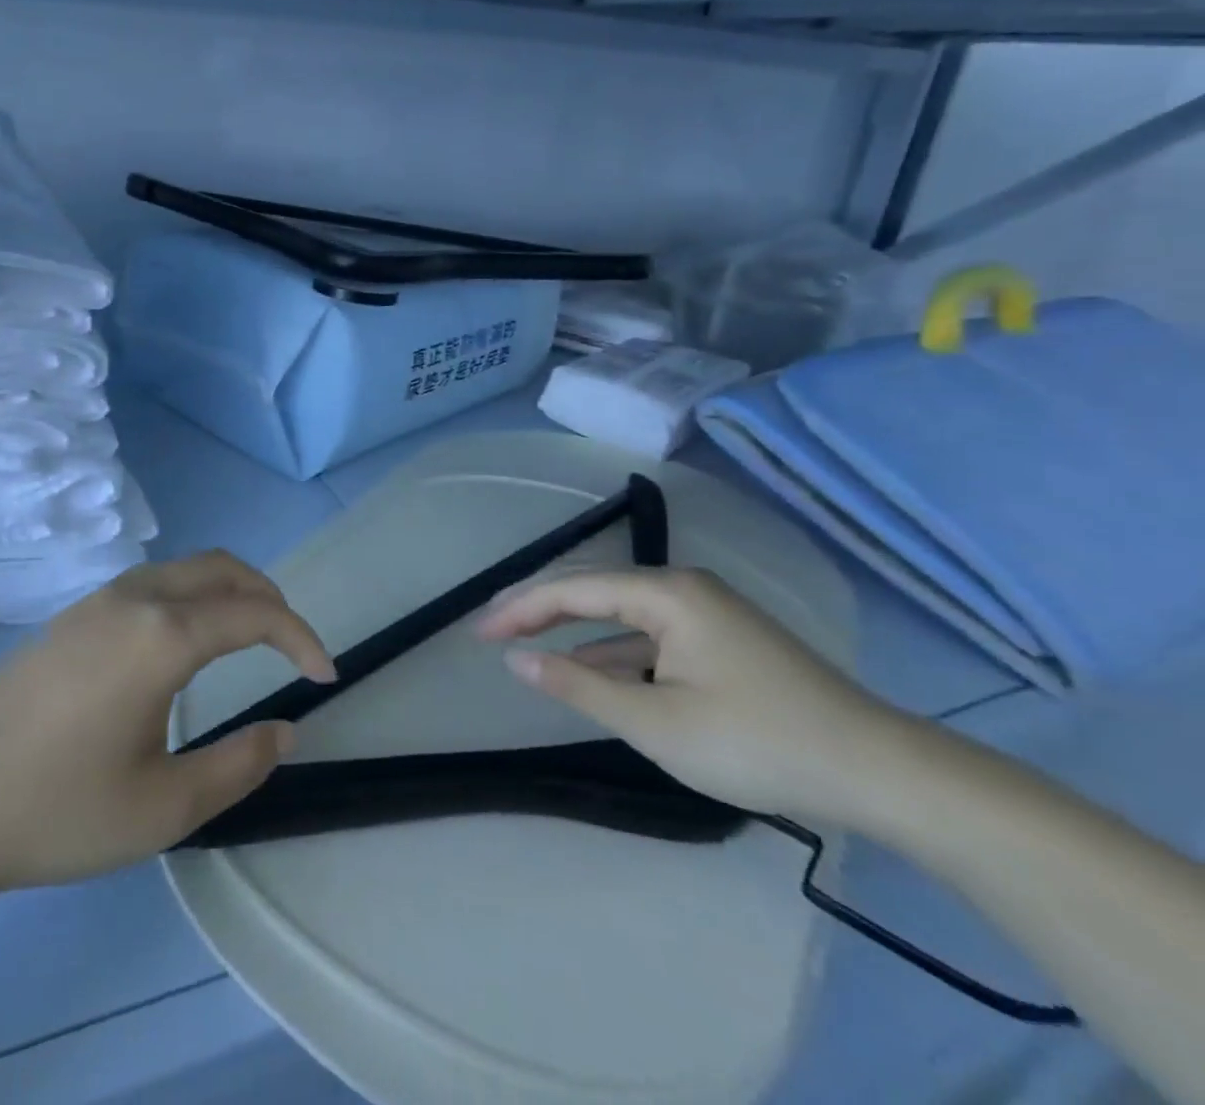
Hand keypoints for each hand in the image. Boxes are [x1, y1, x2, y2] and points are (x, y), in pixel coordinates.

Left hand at [0, 552, 335, 922]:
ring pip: (185, 569)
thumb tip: (286, 729)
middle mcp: (134, 597)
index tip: (326, 675)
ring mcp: (96, 600)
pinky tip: (184, 646)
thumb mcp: (163, 807)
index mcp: (163, 634)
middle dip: (270, 598)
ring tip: (250, 640)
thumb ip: (239, 765)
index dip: (301, 637)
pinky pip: (152, 583)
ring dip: (229, 591)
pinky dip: (192, 596)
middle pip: (223, 568)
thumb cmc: (55, 811)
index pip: (255, 613)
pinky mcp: (71, 615)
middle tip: (294, 647)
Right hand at [477, 567, 901, 820]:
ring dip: (580, 637)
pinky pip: (653, 637)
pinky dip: (618, 654)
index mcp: (666, 593)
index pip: (573, 589)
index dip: (520, 609)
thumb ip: (579, 685)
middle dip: (543, 615)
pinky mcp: (726, 640)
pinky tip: (599, 677)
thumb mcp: (655, 722)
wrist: (882, 773)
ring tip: (534, 655)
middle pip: (596, 593)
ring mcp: (709, 613)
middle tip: (494, 635)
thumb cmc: (757, 742)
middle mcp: (685, 588)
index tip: (480, 633)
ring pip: (624, 617)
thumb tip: (516, 660)